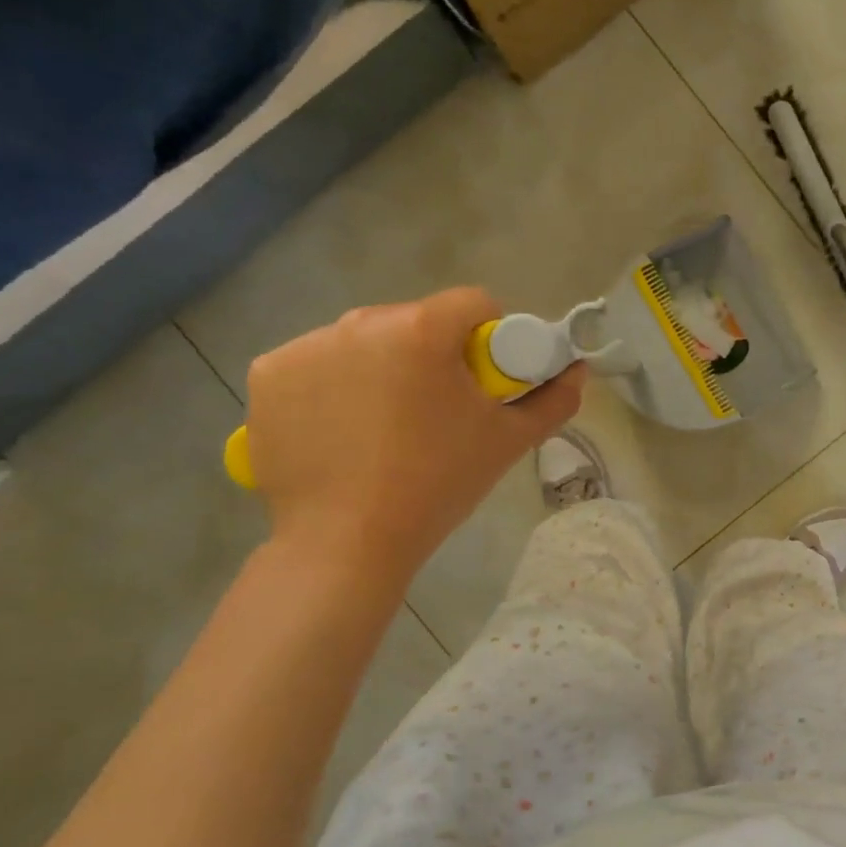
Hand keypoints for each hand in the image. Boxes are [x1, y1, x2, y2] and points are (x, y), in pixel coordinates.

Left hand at [245, 288, 584, 570]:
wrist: (347, 543)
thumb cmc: (438, 486)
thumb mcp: (508, 442)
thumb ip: (553, 400)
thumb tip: (577, 371)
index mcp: (423, 330)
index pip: (473, 304)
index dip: (490, 336)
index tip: (485, 378)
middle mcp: (360, 322)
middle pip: (416, 321)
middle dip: (433, 353)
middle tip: (437, 409)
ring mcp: (306, 346)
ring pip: (364, 341)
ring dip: (381, 366)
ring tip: (385, 424)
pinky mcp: (268, 375)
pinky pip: (316, 364)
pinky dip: (332, 385)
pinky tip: (340, 427)